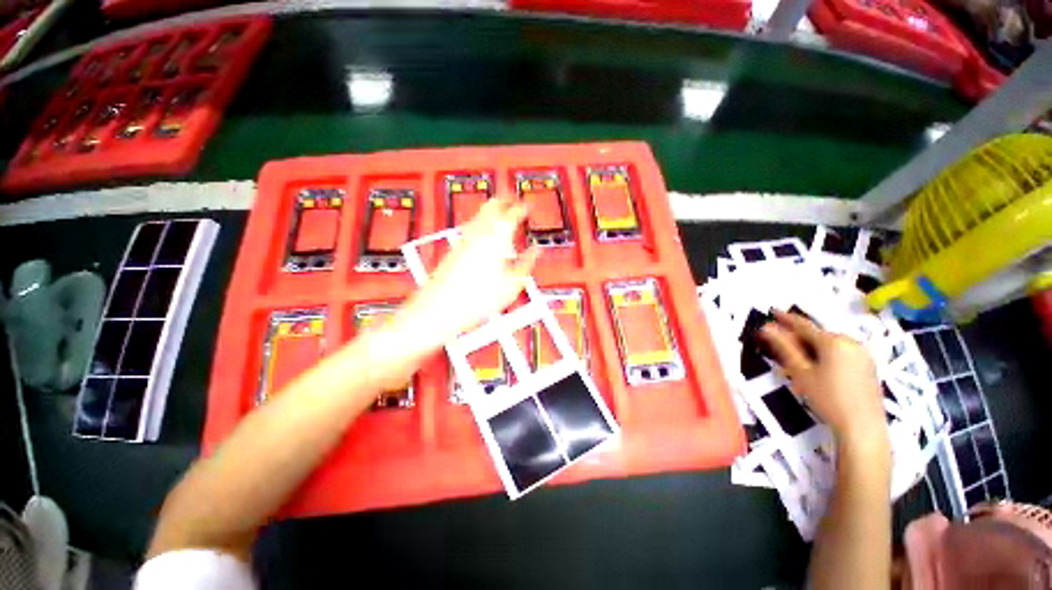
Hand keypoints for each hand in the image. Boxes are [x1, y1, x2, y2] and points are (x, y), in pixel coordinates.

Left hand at [393, 197, 538, 351]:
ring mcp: (465, 238)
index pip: (513, 212)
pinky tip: (487, 235)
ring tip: (504, 216)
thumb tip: (535, 252)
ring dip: (494, 209)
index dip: (523, 207)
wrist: (439, 307)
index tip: (529, 207)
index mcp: (497, 237)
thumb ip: (526, 264)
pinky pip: (473, 225)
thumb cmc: (475, 299)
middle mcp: (479, 232)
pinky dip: (484, 222)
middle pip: (494, 203)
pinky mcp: (456, 247)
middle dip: (506, 200)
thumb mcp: (511, 285)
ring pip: (481, 213)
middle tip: (516, 202)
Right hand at [759, 310, 887, 453]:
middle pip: (818, 334)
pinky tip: (819, 366)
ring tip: (798, 358)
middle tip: (780, 343)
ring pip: (830, 343)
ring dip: (812, 346)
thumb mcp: (801, 372)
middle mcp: (851, 342)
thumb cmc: (828, 398)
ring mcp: (862, 353)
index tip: (772, 312)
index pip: (803, 325)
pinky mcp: (868, 365)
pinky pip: (842, 351)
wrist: (863, 427)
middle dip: (798, 336)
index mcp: (833, 341)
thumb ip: (784, 347)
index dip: (785, 318)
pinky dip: (826, 353)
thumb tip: (766, 328)